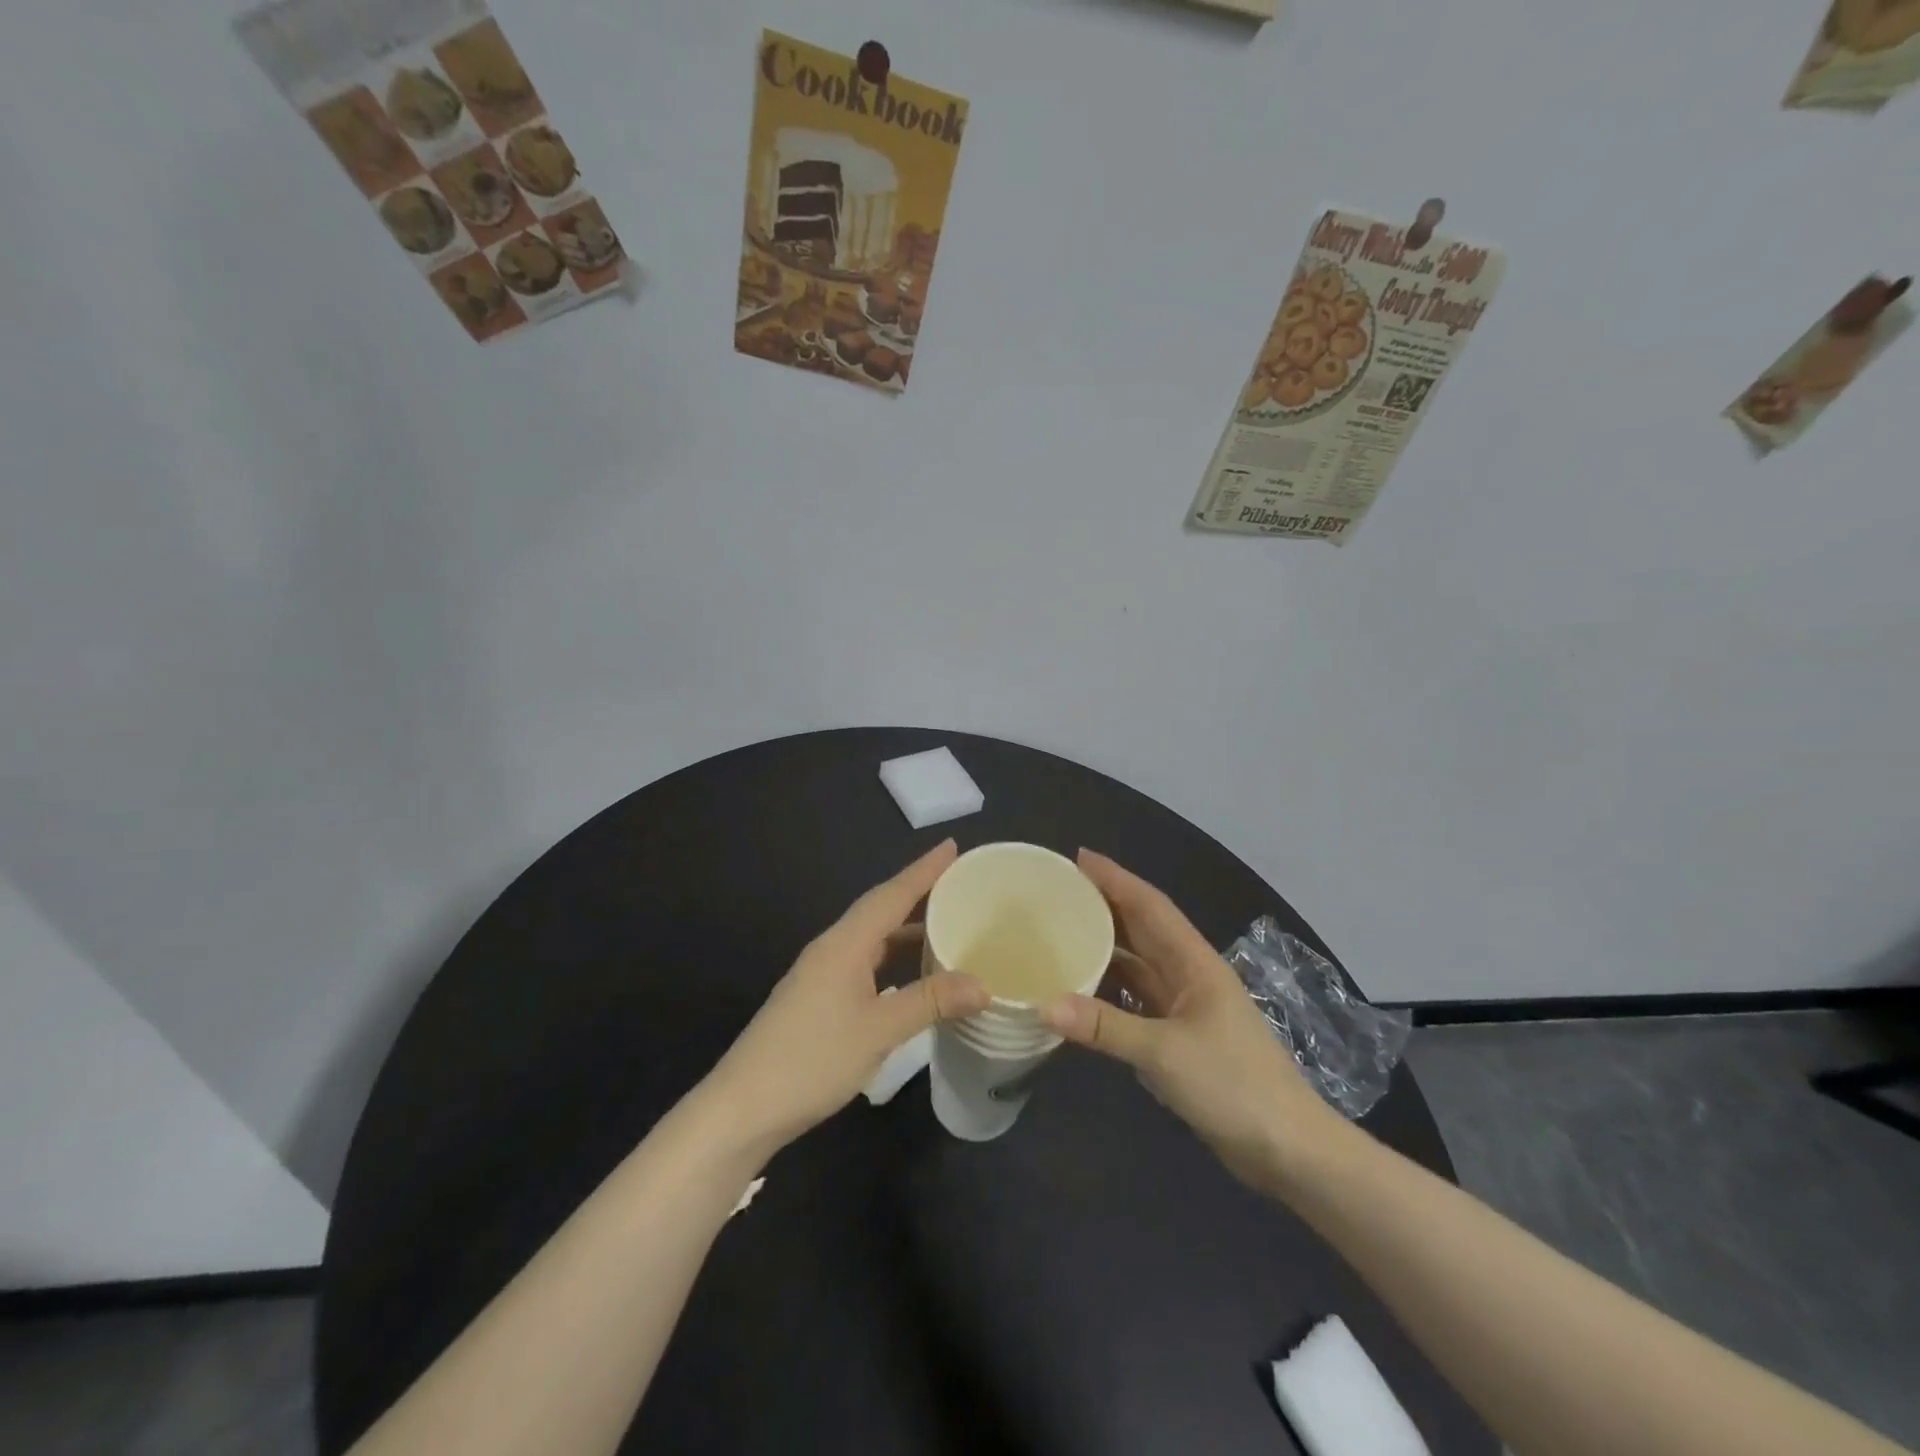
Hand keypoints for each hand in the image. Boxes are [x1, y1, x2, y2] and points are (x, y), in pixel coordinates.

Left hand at [706, 840, 988, 1156]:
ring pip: (873, 938)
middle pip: (881, 909)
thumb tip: (984, 985)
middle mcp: (832, 949)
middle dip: (919, 893)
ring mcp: (822, 974)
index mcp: (844, 944)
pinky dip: (894, 957)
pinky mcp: (818, 999)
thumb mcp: (879, 1030)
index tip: (953, 846)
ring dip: (907, 928)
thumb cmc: (812, 1059)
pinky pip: (866, 962)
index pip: (891, 894)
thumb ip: (930, 1002)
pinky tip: (912, 973)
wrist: (744, 1108)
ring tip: (945, 923)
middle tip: (959, 883)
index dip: (924, 870)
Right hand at [1042, 851, 1335, 1187]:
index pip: (1149, 905)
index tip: (1077, 857)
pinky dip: (1110, 987)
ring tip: (1062, 930)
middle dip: (1105, 903)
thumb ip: (1104, 1026)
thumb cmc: (1233, 1086)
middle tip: (1059, 890)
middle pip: (1142, 926)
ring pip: (1139, 962)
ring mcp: (1187, 1006)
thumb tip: (1043, 1004)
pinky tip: (1083, 989)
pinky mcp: (1181, 1036)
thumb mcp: (1165, 1053)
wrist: (1288, 1148)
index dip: (1115, 878)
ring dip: (1106, 944)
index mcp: (1193, 962)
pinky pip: (1137, 997)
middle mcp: (1189, 974)